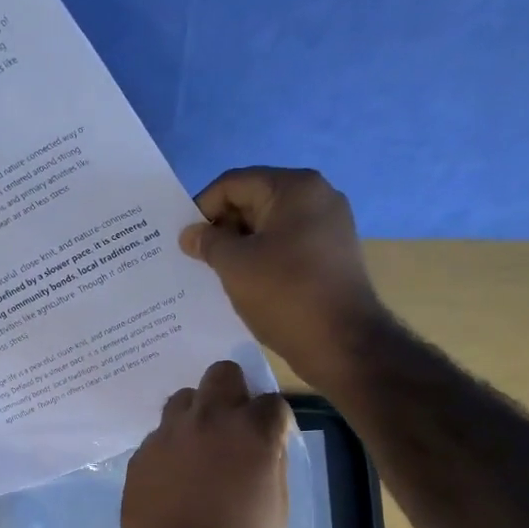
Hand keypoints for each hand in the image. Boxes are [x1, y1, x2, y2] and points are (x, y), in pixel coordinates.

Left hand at [120, 360, 292, 527]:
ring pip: (183, 399)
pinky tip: (173, 477)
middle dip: (233, 392)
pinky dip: (171, 446)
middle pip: (221, 374)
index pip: (271, 400)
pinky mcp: (140, 456)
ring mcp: (167, 436)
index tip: (271, 438)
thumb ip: (272, 461)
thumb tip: (266, 441)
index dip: (274, 419)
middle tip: (233, 426)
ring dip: (197, 414)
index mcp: (251, 432)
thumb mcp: (277, 508)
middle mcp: (207, 420)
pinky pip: (159, 435)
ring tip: (199, 448)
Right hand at [181, 167, 388, 385]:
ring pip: (270, 227)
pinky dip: (262, 260)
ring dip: (240, 247)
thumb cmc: (285, 295)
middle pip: (254, 201)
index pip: (233, 184)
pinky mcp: (331, 256)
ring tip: (216, 274)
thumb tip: (190, 233)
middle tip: (196, 259)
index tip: (185, 241)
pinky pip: (286, 247)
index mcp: (295, 188)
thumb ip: (208, 242)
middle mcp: (317, 197)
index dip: (202, 209)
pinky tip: (246, 284)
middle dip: (222, 228)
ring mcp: (328, 227)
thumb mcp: (235, 266)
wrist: (343, 343)